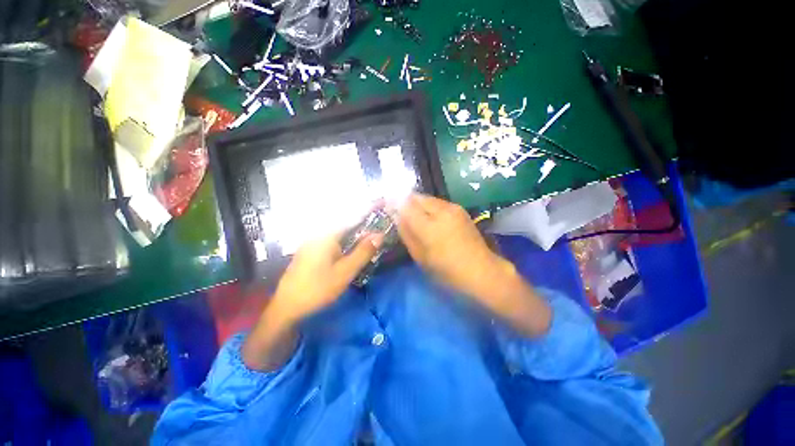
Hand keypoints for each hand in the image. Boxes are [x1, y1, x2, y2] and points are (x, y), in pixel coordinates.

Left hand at [243, 231, 381, 370]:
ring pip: (339, 235)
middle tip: (377, 236)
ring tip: (367, 244)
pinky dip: (344, 244)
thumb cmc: (318, 288)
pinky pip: (332, 242)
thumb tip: (379, 235)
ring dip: (353, 238)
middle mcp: (318, 234)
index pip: (351, 219)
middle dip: (362, 229)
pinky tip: (349, 254)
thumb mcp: (345, 271)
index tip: (381, 217)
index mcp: (326, 235)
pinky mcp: (310, 252)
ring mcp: (312, 243)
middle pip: (345, 226)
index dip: (367, 217)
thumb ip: (363, 252)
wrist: (287, 307)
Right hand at [396, 194, 550, 336]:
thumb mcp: (421, 257)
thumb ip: (407, 234)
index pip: (405, 205)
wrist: (482, 271)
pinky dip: (429, 207)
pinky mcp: (460, 209)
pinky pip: (438, 203)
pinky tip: (430, 219)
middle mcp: (441, 210)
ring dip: (418, 204)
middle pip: (417, 197)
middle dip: (406, 202)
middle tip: (401, 213)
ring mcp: (453, 208)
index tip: (388, 208)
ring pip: (428, 198)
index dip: (395, 204)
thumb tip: (397, 218)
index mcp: (429, 226)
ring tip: (415, 217)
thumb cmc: (448, 271)